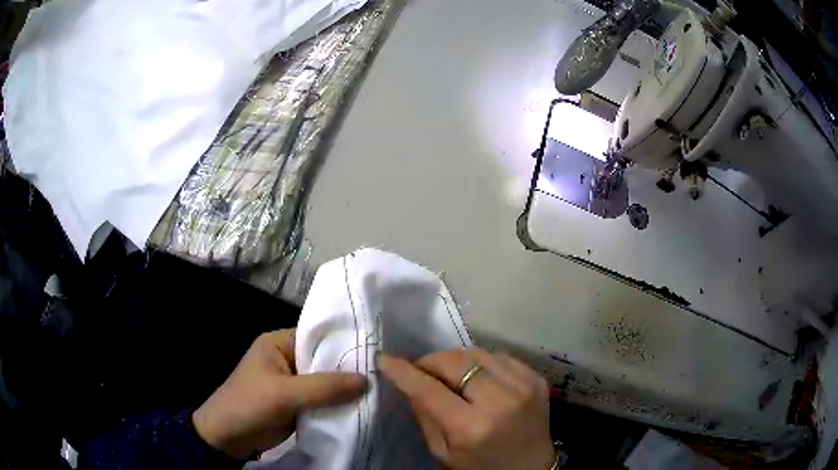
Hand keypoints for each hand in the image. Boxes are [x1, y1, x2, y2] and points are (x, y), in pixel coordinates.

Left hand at [192, 329, 366, 458]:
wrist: (228, 438)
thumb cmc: (249, 405)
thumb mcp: (285, 394)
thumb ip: (324, 387)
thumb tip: (367, 379)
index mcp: (279, 344)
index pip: (318, 337)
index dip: (345, 344)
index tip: (376, 352)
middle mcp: (287, 359)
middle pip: (324, 362)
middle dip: (348, 370)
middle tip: (383, 375)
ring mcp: (293, 384)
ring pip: (326, 383)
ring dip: (345, 391)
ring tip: (379, 391)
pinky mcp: (297, 404)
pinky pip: (322, 401)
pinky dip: (337, 406)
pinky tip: (361, 408)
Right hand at [380, 348, 555, 469]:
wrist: (532, 468)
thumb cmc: (482, 467)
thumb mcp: (444, 452)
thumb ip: (426, 416)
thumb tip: (411, 383)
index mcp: (472, 428)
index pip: (429, 390)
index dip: (404, 372)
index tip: (385, 359)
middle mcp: (500, 401)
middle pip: (455, 362)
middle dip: (430, 361)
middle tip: (421, 370)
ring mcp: (523, 385)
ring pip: (477, 352)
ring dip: (455, 360)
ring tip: (448, 373)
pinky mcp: (536, 378)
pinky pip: (499, 356)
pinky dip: (481, 362)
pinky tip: (477, 376)